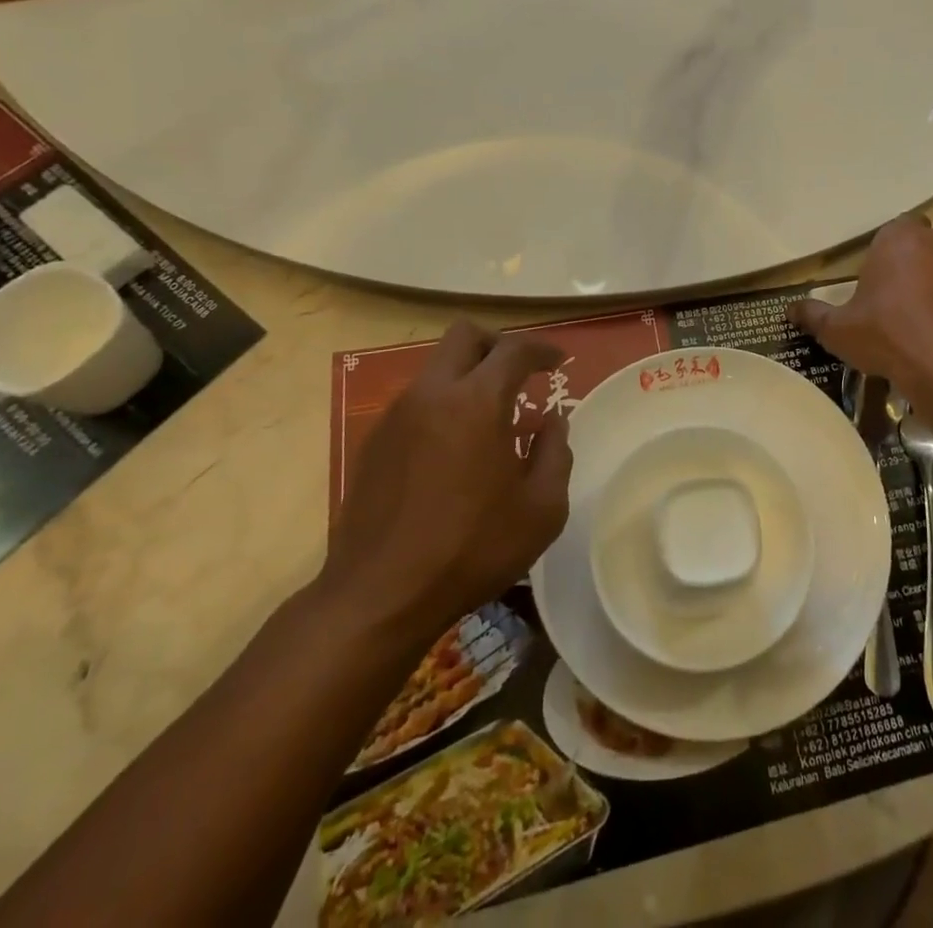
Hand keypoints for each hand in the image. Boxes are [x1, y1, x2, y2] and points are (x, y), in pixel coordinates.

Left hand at [320, 322, 572, 643]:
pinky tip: (456, 451)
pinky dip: (443, 406)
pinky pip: (417, 402)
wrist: (379, 596)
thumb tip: (551, 422)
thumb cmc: (472, 549)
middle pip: (465, 336)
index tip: (557, 363)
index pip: (514, 349)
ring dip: (468, 377)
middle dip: (497, 345)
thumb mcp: (541, 509)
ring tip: (491, 420)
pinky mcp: (374, 442)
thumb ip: (556, 453)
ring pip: (437, 368)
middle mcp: (432, 393)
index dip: (542, 350)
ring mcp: (396, 415)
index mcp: (477, 401)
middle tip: (519, 374)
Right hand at [789, 216, 932, 394]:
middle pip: (926, 242)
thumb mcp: (838, 330)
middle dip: (917, 262)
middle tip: (903, 298)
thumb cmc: (886, 338)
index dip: (887, 253)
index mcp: (898, 238)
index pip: (894, 229)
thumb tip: (788, 310)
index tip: (880, 281)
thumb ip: (812, 314)